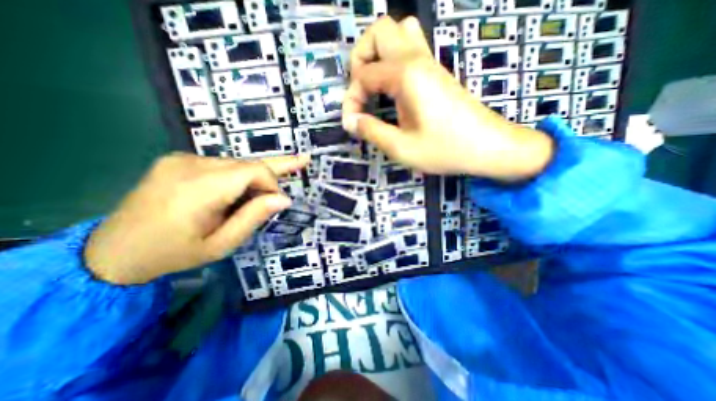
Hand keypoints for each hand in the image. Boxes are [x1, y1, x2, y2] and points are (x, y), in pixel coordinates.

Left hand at [84, 152, 307, 284]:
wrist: (113, 250)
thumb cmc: (173, 253)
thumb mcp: (221, 244)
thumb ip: (253, 217)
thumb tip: (284, 199)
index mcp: (199, 189)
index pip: (253, 171)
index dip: (272, 184)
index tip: (278, 204)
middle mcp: (191, 165)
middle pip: (248, 163)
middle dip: (275, 170)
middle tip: (305, 159)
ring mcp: (182, 159)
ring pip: (237, 164)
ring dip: (256, 177)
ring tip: (270, 190)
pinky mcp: (179, 159)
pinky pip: (223, 165)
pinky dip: (240, 176)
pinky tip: (242, 190)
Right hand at [341, 17, 552, 180]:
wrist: (487, 146)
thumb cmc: (444, 149)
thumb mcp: (401, 147)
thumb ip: (371, 131)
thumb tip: (351, 122)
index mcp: (406, 75)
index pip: (363, 75)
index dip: (351, 100)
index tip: (353, 124)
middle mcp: (417, 59)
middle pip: (379, 30)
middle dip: (360, 58)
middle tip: (361, 90)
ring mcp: (430, 62)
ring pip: (398, 31)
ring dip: (379, 53)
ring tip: (374, 84)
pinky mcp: (436, 72)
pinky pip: (411, 47)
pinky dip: (393, 60)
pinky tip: (392, 88)